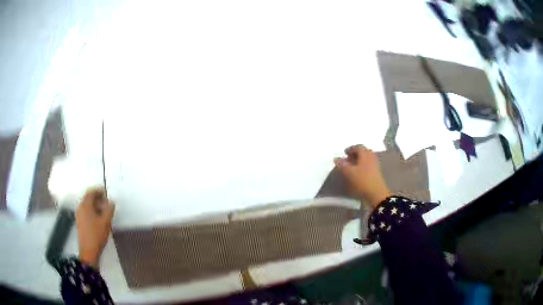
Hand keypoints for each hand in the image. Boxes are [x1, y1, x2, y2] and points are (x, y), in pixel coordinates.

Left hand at [76, 188, 114, 267]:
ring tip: (104, 212)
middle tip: (107, 203)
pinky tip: (98, 219)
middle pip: (88, 198)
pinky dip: (92, 211)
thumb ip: (109, 210)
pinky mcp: (80, 222)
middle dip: (97, 198)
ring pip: (87, 205)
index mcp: (85, 205)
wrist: (88, 251)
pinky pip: (86, 211)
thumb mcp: (106, 222)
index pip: (91, 192)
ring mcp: (79, 215)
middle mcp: (80, 207)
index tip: (106, 193)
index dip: (99, 191)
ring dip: (95, 205)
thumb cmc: (97, 235)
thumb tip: (111, 202)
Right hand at [334, 145, 390, 207]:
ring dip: (359, 160)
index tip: (344, 153)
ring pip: (366, 158)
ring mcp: (375, 164)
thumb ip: (342, 164)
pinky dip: (363, 165)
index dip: (350, 149)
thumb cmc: (362, 181)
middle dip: (355, 154)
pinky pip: (369, 164)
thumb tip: (336, 158)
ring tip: (352, 166)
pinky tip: (358, 172)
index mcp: (365, 154)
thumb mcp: (349, 173)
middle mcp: (371, 156)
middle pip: (363, 151)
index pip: (358, 146)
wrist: (377, 193)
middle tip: (348, 159)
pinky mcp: (377, 172)